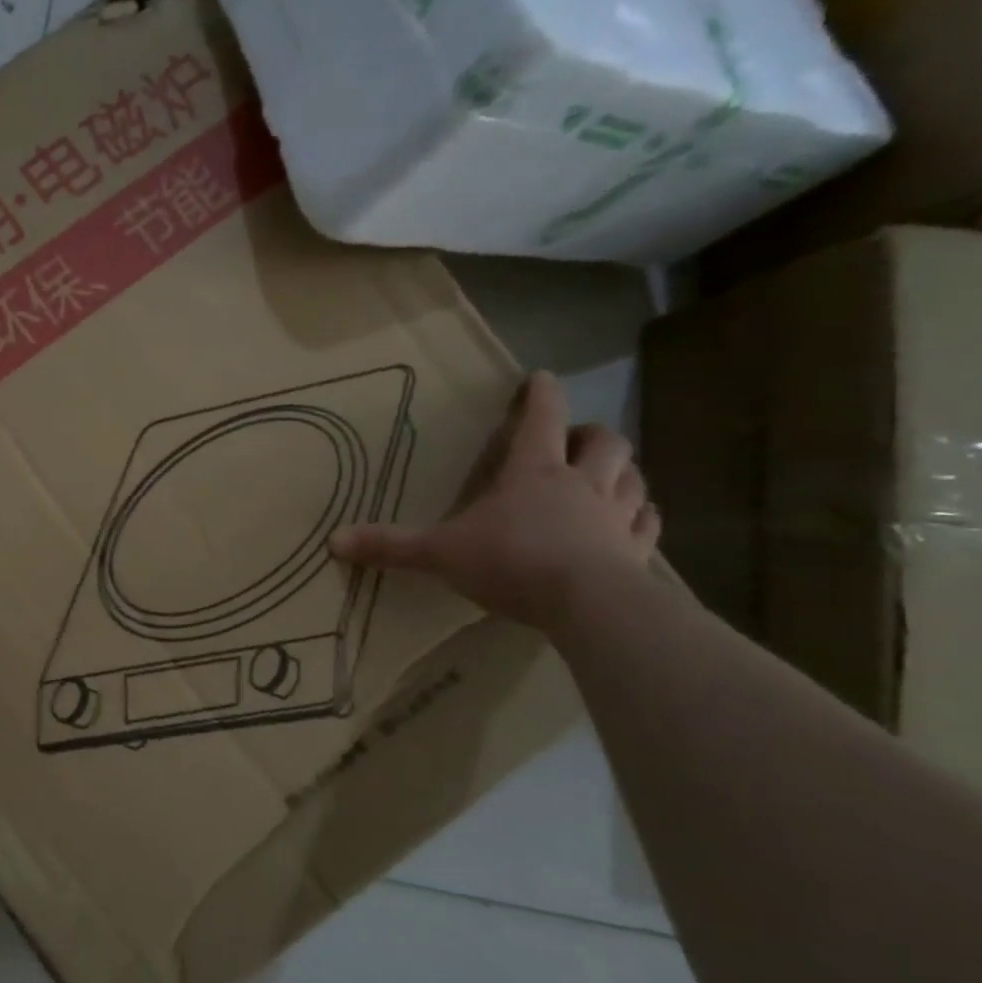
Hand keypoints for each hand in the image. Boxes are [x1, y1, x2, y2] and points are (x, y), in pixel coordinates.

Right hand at [329, 371, 659, 633]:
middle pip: (603, 441)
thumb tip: (333, 541)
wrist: (587, 605)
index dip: (541, 395)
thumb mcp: (438, 553)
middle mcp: (581, 484)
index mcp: (533, 473)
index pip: (541, 418)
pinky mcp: (637, 551)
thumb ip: (390, 546)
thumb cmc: (510, 562)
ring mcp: (615, 517)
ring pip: (632, 477)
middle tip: (573, 439)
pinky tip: (636, 519)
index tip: (541, 378)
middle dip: (589, 433)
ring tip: (609, 474)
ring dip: (622, 470)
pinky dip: (642, 516)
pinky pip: (648, 524)